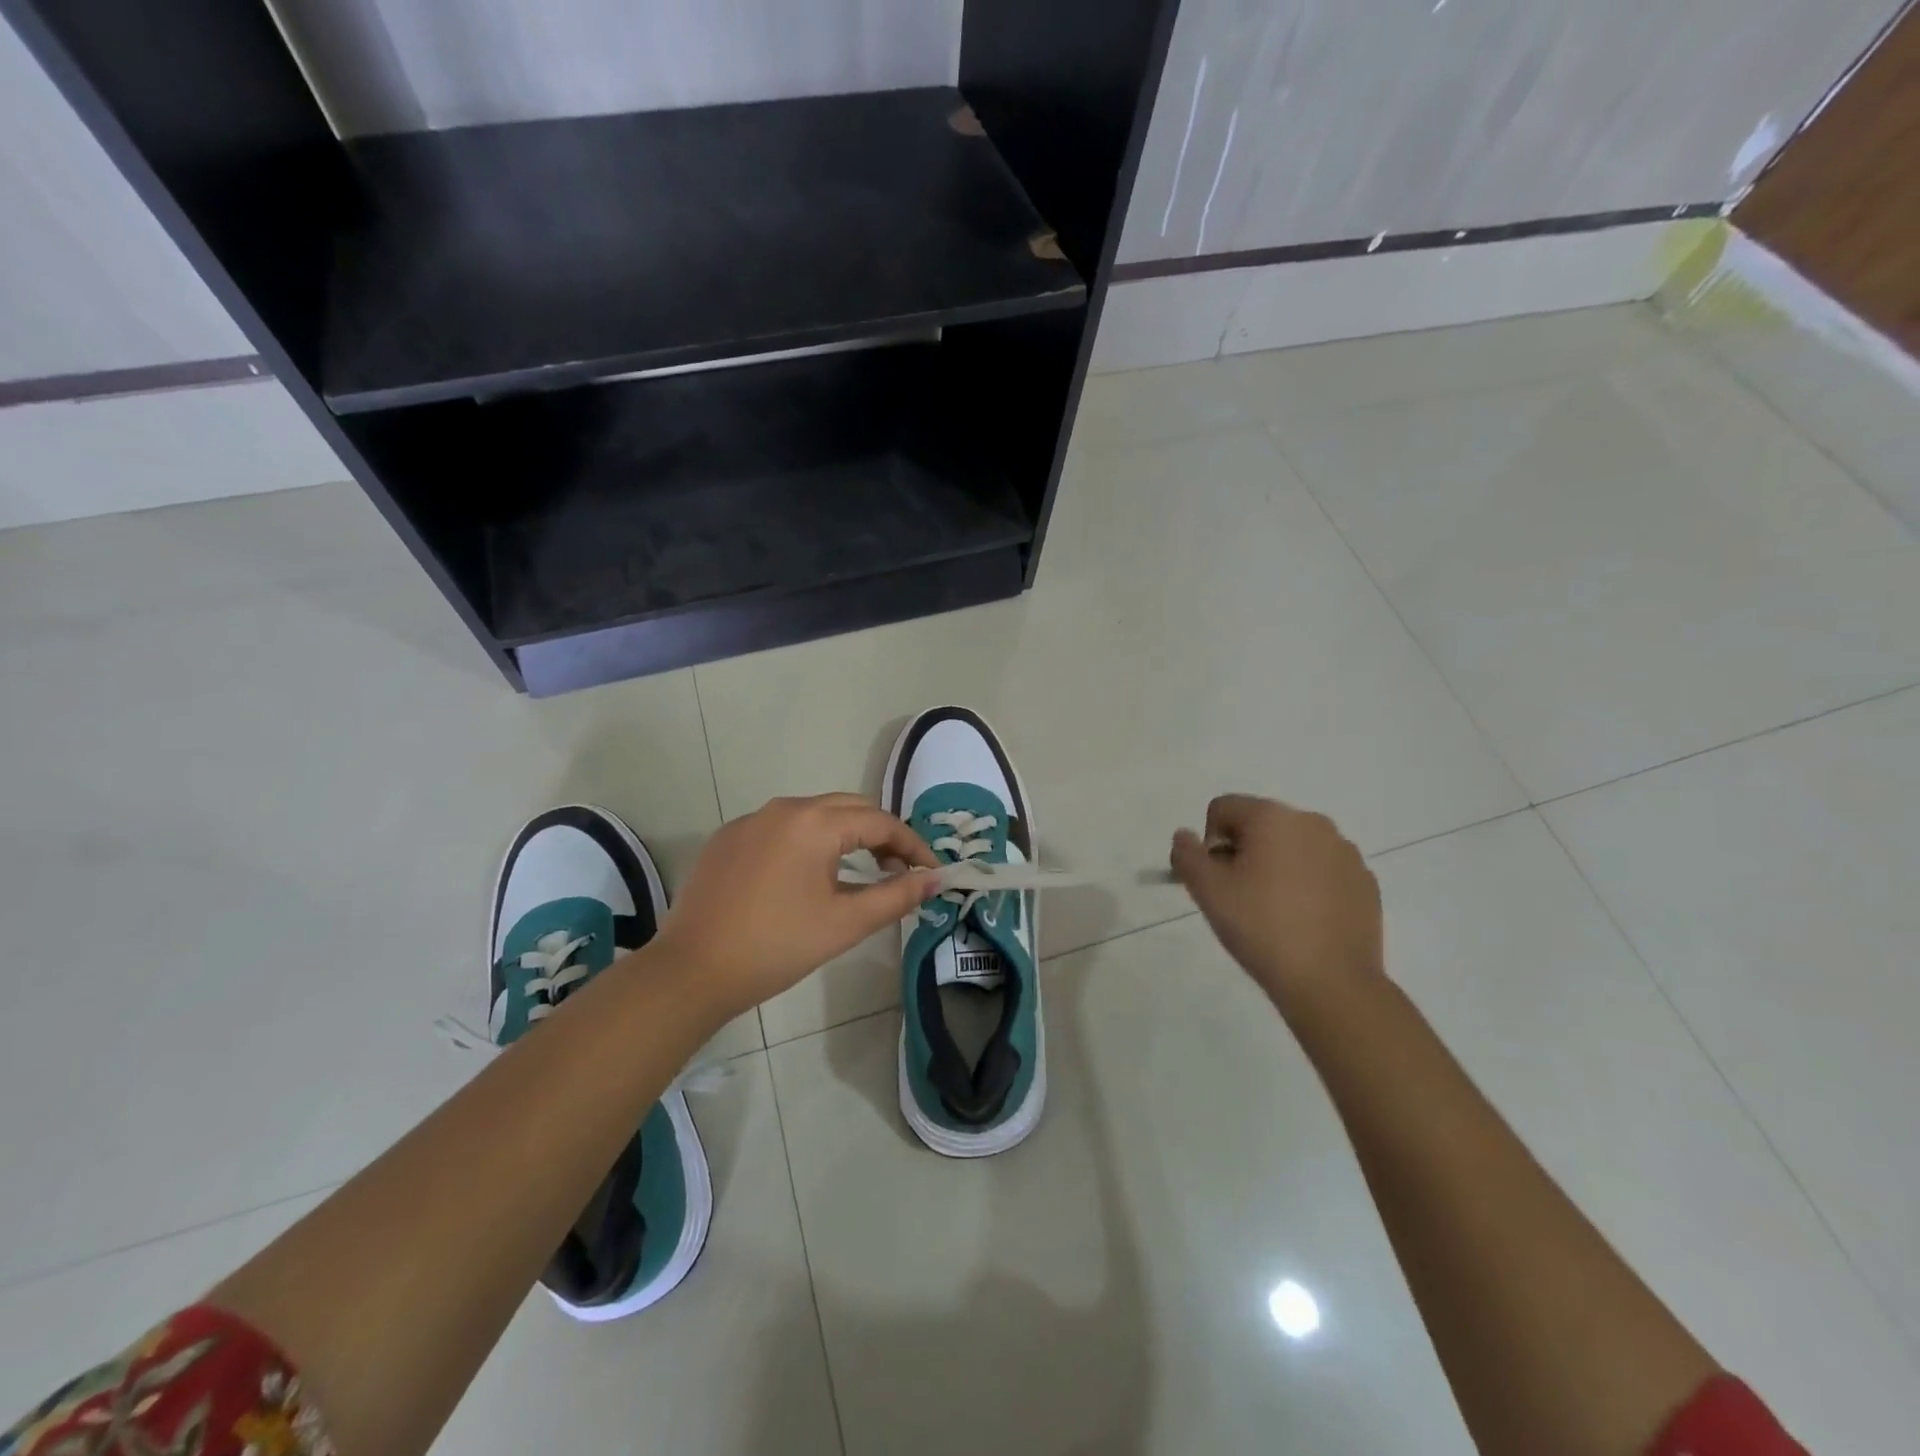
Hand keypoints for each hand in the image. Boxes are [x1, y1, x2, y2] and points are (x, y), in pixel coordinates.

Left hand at [652, 793, 941, 1021]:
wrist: (691, 972)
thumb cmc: (776, 947)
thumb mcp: (845, 923)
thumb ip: (897, 896)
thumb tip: (936, 878)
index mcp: (814, 822)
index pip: (880, 822)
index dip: (913, 845)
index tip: (931, 872)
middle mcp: (783, 808)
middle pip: (849, 808)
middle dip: (882, 835)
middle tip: (900, 870)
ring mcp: (750, 820)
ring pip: (814, 815)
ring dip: (846, 836)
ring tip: (862, 872)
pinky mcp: (728, 839)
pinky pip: (782, 828)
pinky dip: (809, 842)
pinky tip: (809, 876)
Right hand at [1170, 795, 1383, 1013]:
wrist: (1331, 982)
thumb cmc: (1261, 927)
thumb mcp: (1207, 891)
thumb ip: (1187, 855)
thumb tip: (1185, 836)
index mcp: (1272, 817)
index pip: (1222, 809)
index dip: (1209, 843)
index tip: (1215, 880)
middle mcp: (1313, 822)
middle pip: (1259, 825)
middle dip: (1243, 853)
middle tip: (1239, 897)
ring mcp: (1345, 852)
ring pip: (1293, 847)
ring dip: (1276, 867)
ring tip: (1273, 912)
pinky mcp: (1365, 882)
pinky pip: (1323, 870)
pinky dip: (1308, 885)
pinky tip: (1304, 921)